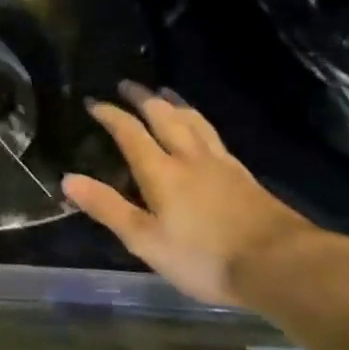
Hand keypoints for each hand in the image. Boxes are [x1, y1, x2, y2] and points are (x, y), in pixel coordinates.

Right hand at [62, 83, 314, 309]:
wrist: (281, 265)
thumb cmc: (205, 257)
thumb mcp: (146, 240)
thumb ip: (107, 208)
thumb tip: (67, 179)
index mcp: (161, 172)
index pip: (130, 133)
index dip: (110, 115)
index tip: (93, 102)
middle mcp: (190, 158)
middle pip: (165, 117)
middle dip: (143, 98)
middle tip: (128, 84)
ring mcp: (221, 164)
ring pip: (194, 122)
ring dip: (175, 103)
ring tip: (164, 92)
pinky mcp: (244, 177)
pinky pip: (214, 136)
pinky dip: (200, 122)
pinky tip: (203, 130)